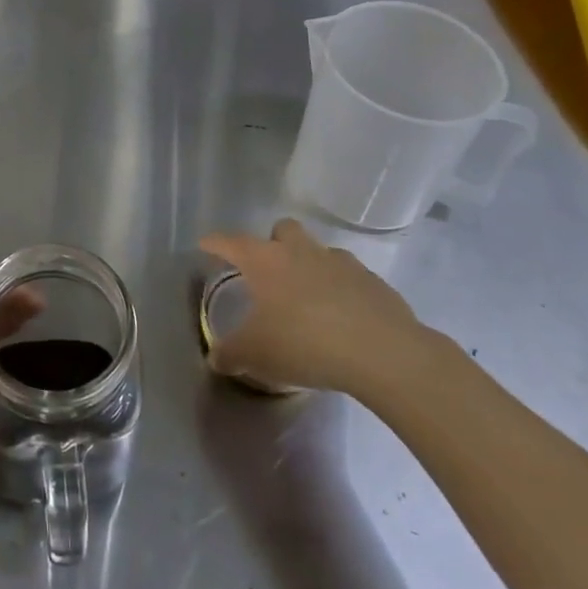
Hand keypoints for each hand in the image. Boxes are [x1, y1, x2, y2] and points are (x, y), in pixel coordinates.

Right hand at [200, 218, 427, 397]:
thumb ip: (230, 354)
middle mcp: (300, 251)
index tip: (206, 245)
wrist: (381, 352)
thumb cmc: (304, 343)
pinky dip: (343, 290)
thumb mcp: (256, 355)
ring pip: (319, 251)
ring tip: (309, 299)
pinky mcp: (373, 282)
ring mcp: (340, 262)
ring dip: (311, 266)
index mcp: (265, 260)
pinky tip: (344, 318)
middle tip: (269, 272)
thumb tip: (215, 358)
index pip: (230, 242)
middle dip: (273, 243)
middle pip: (282, 230)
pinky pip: (351, 278)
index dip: (215, 243)